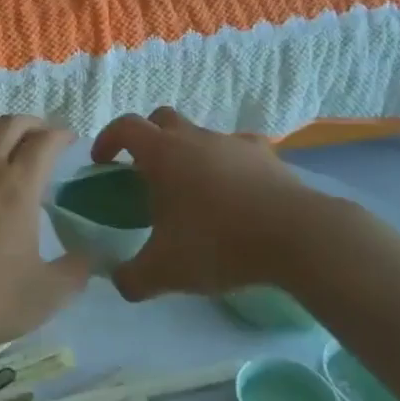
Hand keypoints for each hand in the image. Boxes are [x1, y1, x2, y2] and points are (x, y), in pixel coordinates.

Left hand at [0, 116, 91, 353]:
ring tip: (2, 136)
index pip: (45, 142)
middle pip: (10, 124)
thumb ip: (75, 272)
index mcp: (18, 186)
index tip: (69, 141)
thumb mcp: (45, 296)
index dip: (61, 135)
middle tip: (41, 136)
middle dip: (32, 123)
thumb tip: (89, 256)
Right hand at [91, 107, 364, 301]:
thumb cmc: (219, 243)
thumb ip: (132, 278)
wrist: (297, 236)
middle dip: (148, 138)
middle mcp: (195, 138)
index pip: (125, 127)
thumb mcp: (166, 271)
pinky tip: (235, 190)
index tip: (102, 161)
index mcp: (162, 154)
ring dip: (189, 152)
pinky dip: (229, 162)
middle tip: (146, 172)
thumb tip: (118, 281)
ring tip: (194, 190)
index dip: (108, 139)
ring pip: (201, 134)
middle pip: (162, 119)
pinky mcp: (267, 156)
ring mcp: (233, 142)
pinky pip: (239, 149)